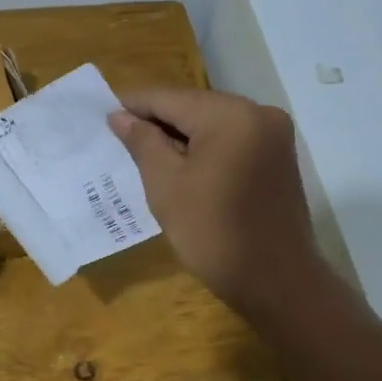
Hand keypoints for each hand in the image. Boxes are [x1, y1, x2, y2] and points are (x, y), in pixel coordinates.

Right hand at [108, 89, 326, 320]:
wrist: (276, 282)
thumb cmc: (213, 233)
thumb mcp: (166, 186)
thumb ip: (142, 143)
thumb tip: (120, 116)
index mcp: (230, 115)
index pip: (169, 99)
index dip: (133, 106)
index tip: (103, 116)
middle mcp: (258, 113)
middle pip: (194, 107)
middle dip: (157, 122)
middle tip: (120, 139)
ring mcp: (274, 135)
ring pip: (213, 124)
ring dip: (180, 136)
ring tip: (144, 155)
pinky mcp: (279, 157)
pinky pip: (232, 141)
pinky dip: (205, 149)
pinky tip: (181, 167)